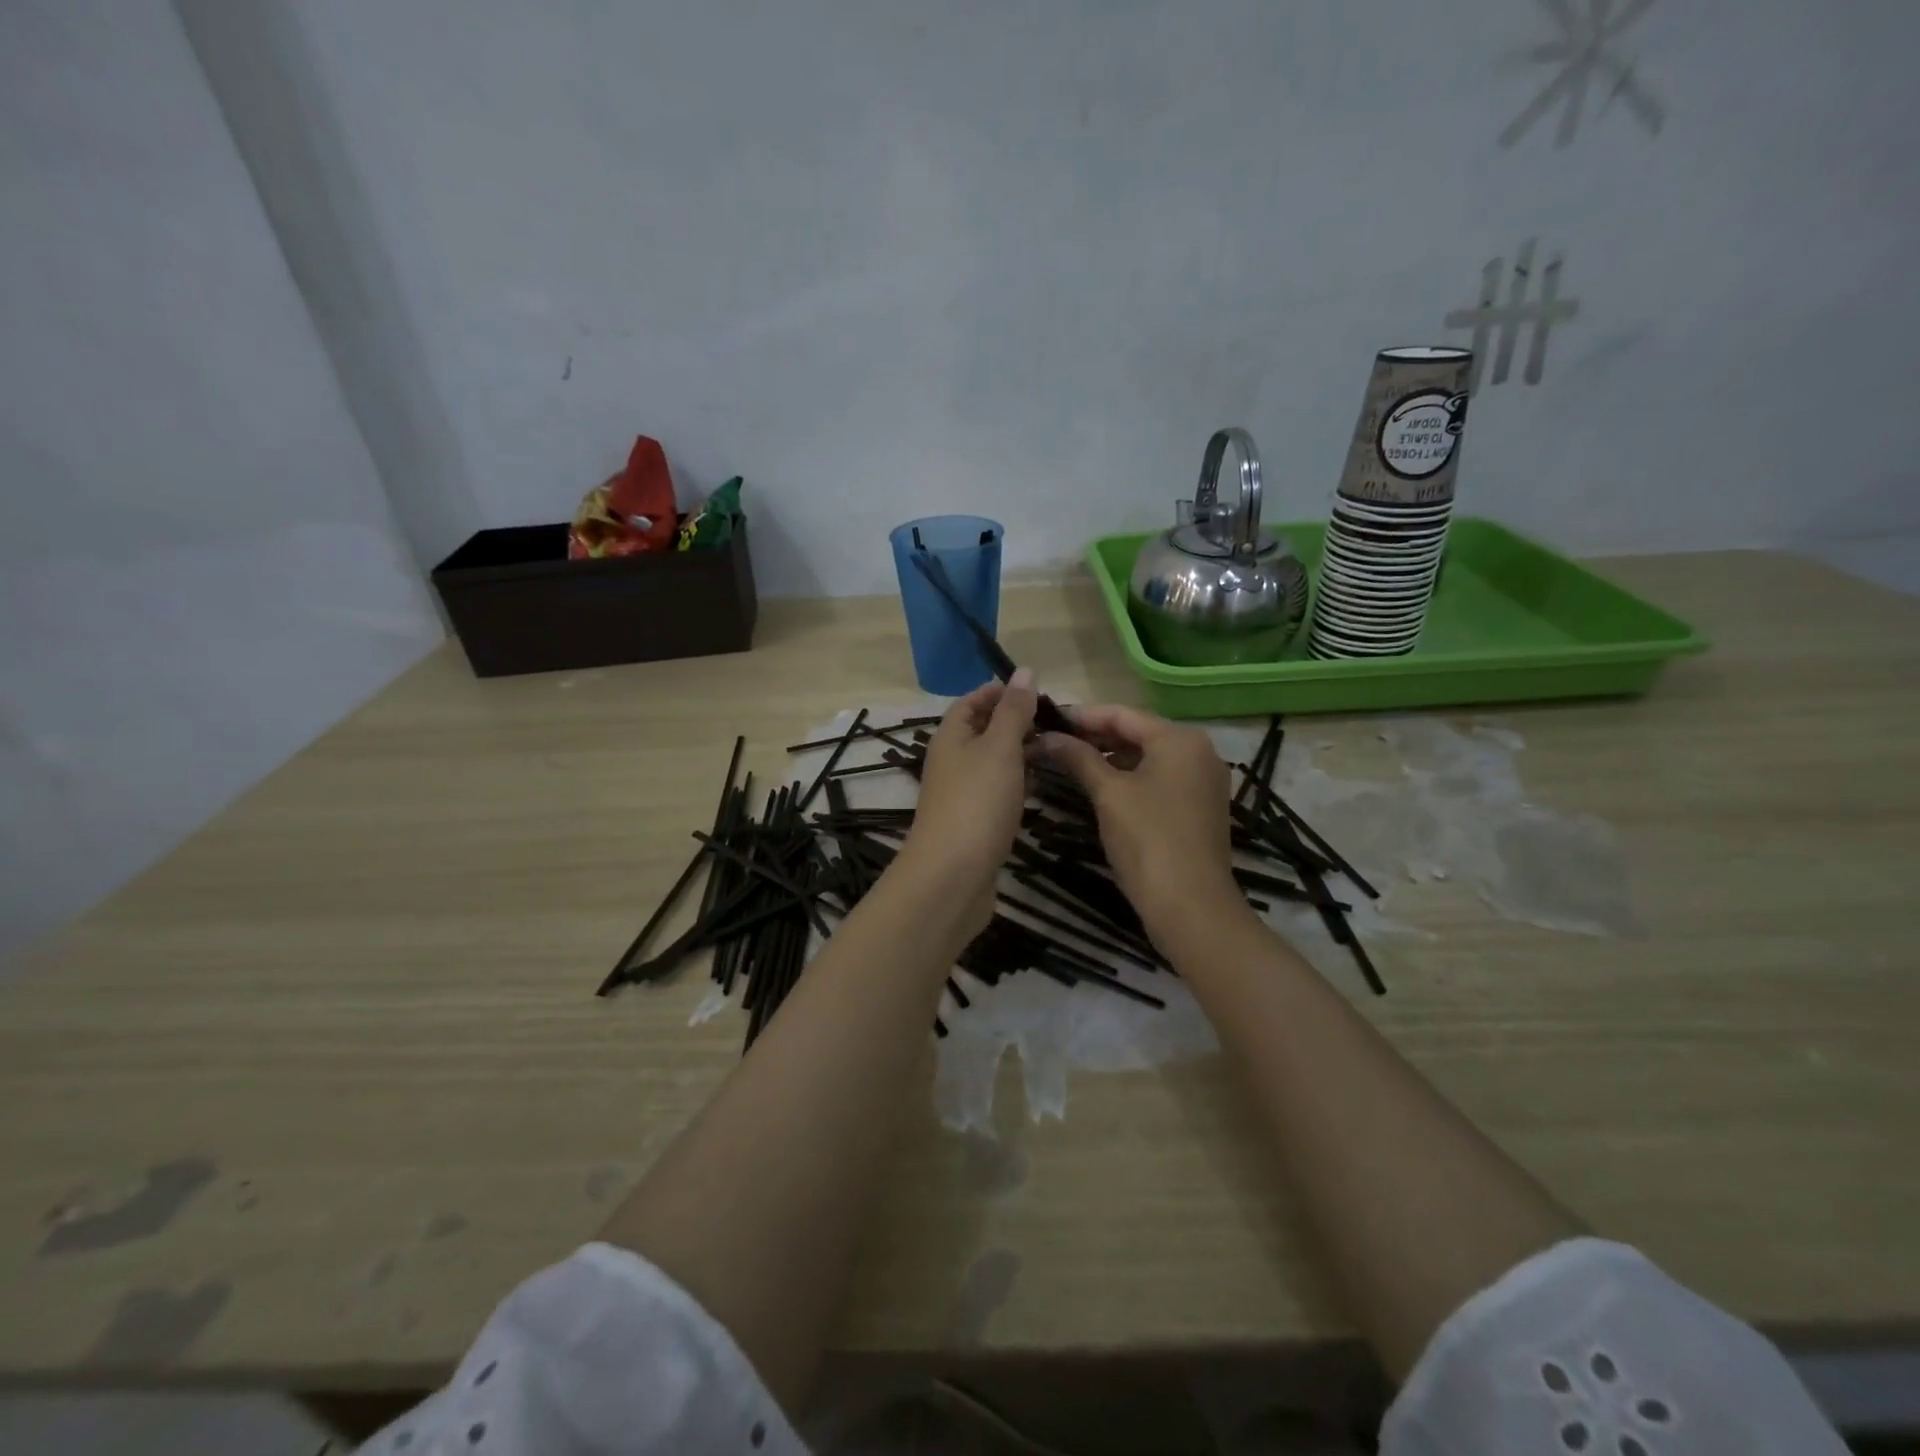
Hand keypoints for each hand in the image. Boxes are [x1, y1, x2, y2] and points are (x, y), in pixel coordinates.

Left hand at [898, 670, 1039, 931]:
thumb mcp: (999, 748)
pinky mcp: (973, 822)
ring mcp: (961, 794)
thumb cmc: (977, 802)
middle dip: (1016, 722)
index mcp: (951, 736)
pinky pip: (997, 791)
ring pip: (992, 762)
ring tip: (1058, 751)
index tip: (1038, 692)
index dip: (1000, 691)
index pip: (973, 701)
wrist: (952, 875)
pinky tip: (1040, 789)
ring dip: (1020, 754)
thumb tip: (1024, 671)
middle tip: (1058, 723)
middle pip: (983, 731)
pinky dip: (1017, 784)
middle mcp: (951, 761)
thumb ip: (1013, 711)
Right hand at [1038, 703, 1244, 946]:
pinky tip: (1100, 785)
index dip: (1081, 716)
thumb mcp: (1108, 794)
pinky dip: (1130, 777)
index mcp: (1180, 739)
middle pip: (1138, 732)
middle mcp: (1198, 751)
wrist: (1191, 906)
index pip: (1122, 714)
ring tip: (1069, 762)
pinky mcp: (1200, 806)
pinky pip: (1160, 778)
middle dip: (1094, 736)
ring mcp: (1203, 780)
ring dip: (1110, 757)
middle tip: (1053, 741)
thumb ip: (1078, 758)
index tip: (1047, 718)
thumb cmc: (1148, 840)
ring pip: (1148, 757)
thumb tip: (1047, 736)